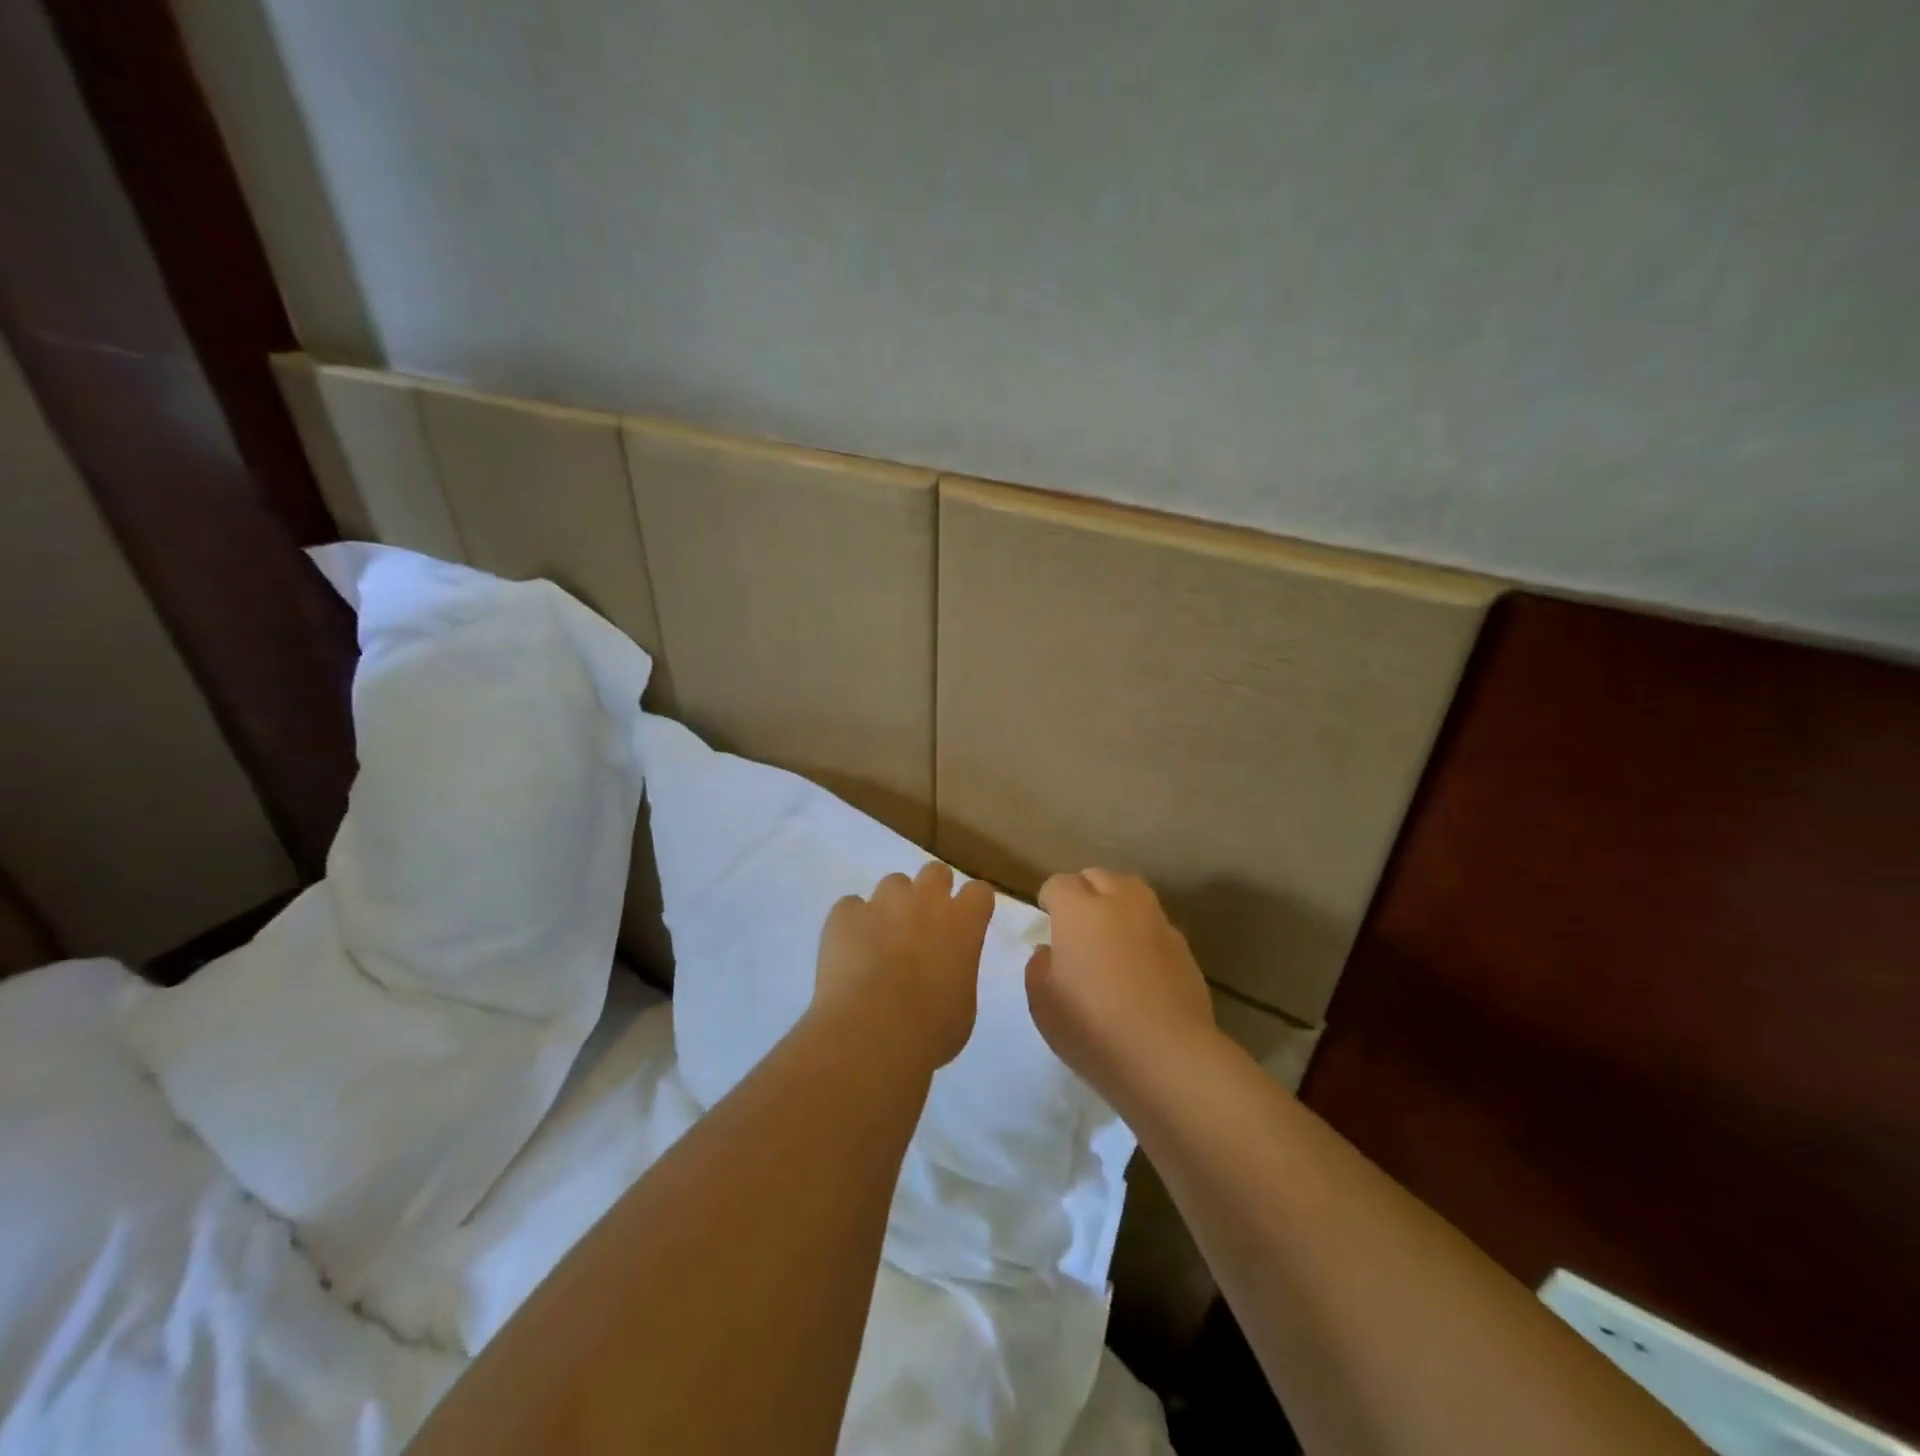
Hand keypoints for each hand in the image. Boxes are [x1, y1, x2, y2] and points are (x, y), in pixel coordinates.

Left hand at [814, 861, 996, 1071]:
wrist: (871, 1034)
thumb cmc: (930, 1030)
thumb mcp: (963, 1005)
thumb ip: (958, 973)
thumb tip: (945, 971)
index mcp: (964, 921)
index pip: (979, 892)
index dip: (971, 907)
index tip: (965, 926)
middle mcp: (926, 900)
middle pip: (935, 873)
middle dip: (932, 893)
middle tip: (923, 927)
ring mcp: (882, 902)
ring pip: (892, 884)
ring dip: (892, 906)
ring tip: (882, 942)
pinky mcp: (844, 914)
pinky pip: (851, 907)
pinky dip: (853, 924)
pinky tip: (849, 953)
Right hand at [1025, 868, 1218, 1103]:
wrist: (1167, 1056)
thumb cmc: (1092, 1028)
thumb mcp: (1042, 1003)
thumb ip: (1038, 967)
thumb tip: (1050, 951)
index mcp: (1078, 910)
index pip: (1059, 884)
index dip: (1049, 899)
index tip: (1046, 920)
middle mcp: (1119, 903)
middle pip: (1099, 876)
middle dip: (1084, 890)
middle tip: (1076, 922)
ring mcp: (1156, 922)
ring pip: (1133, 891)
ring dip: (1117, 901)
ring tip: (1109, 932)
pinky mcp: (1183, 947)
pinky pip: (1155, 923)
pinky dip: (1142, 930)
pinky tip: (1138, 962)